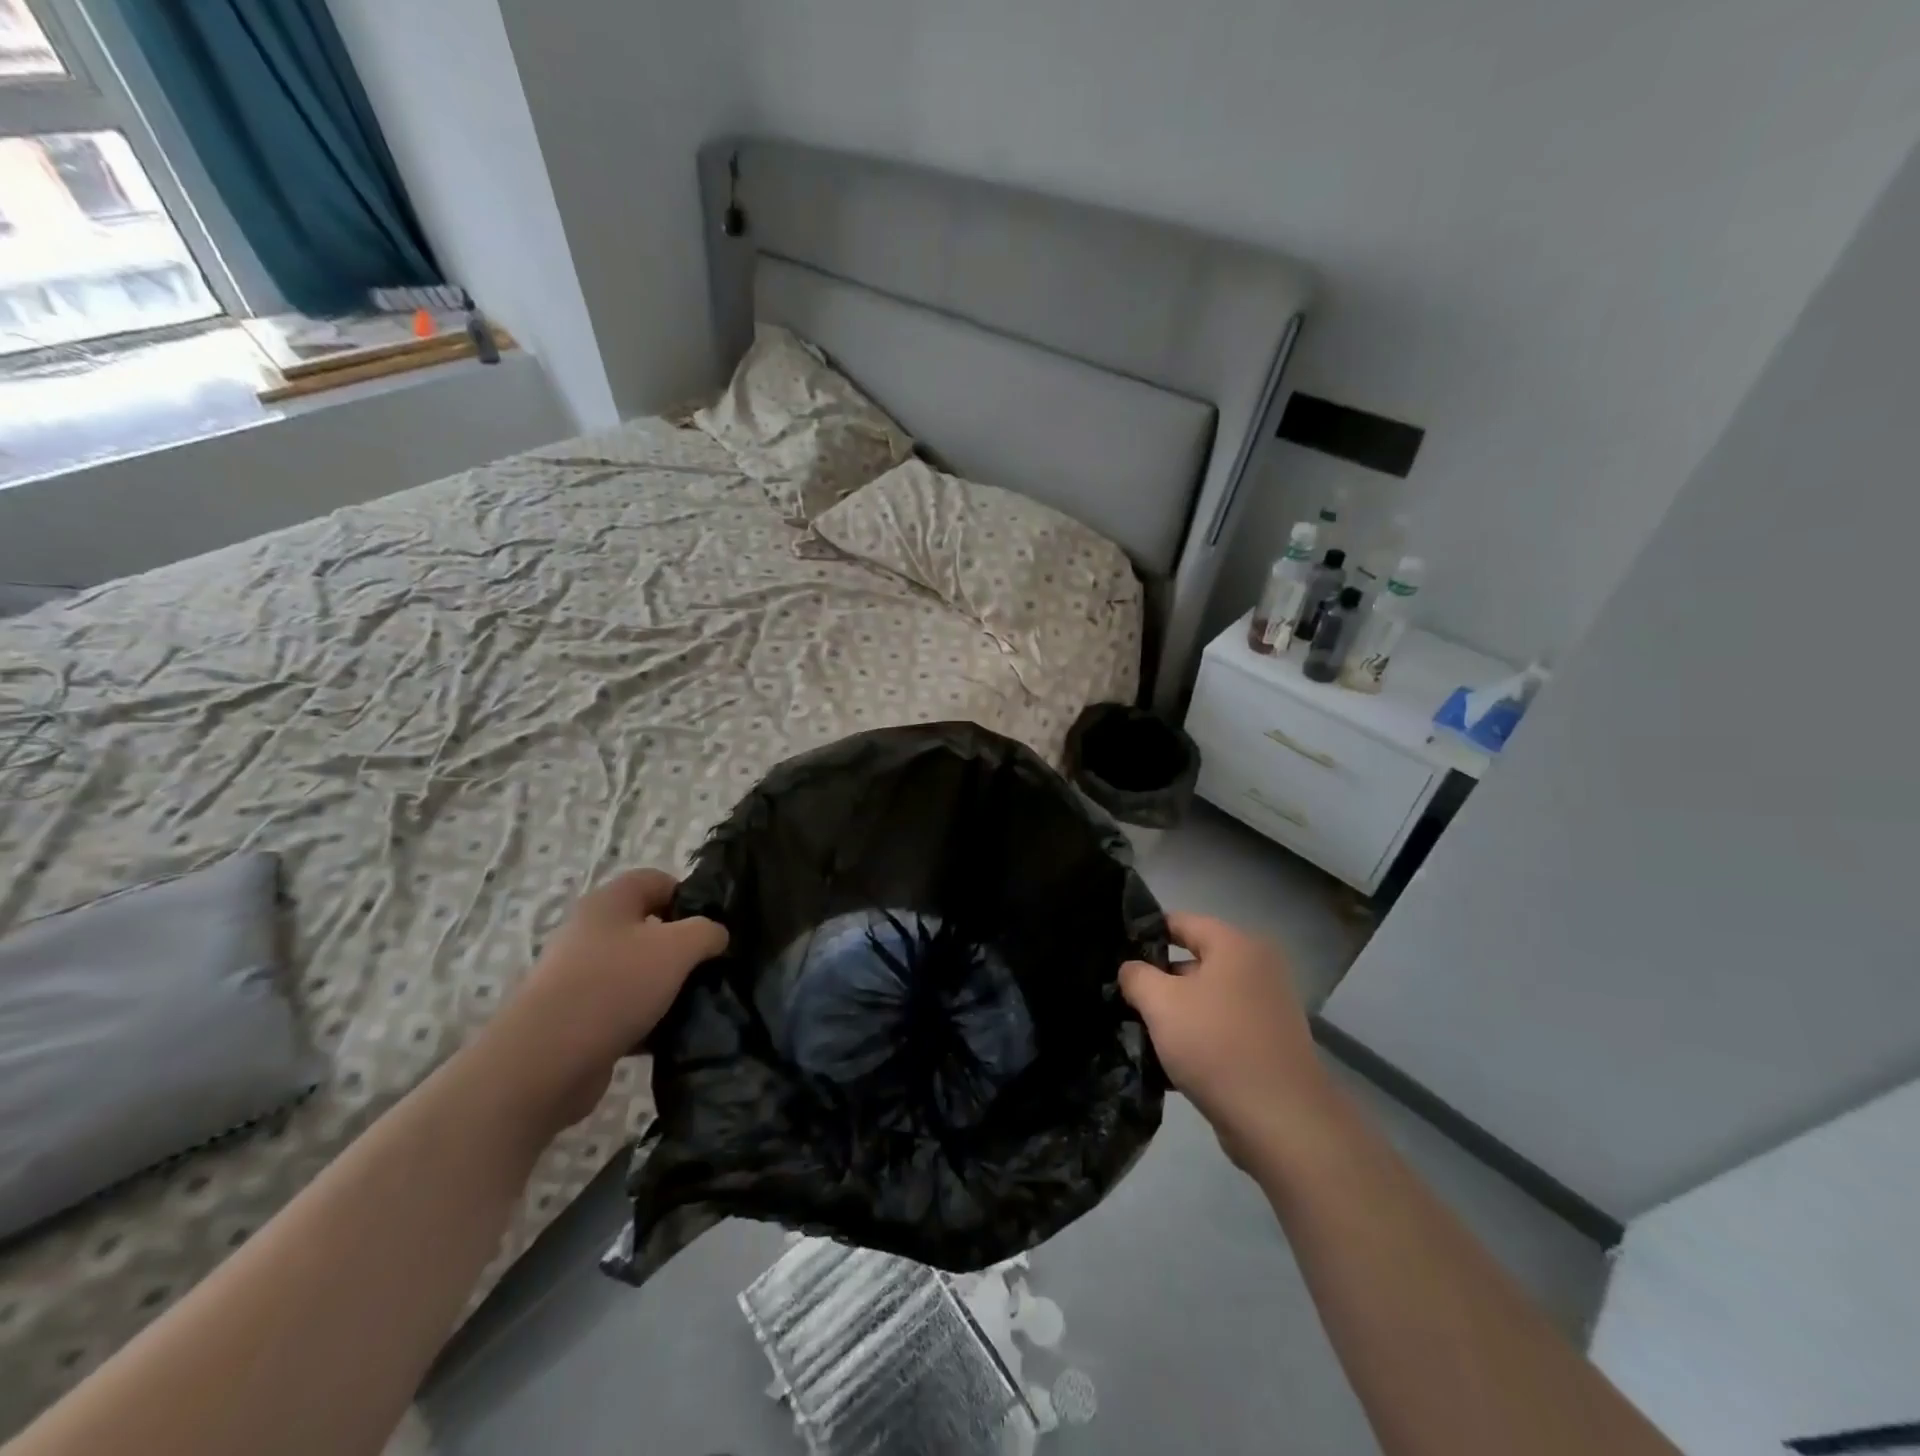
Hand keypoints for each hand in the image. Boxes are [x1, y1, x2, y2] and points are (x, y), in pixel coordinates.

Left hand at [481, 869, 727, 1133]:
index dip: (689, 896)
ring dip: (666, 985)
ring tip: (695, 1002)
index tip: (713, 926)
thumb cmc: (614, 986)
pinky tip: (669, 1034)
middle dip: (681, 945)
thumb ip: (707, 932)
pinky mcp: (577, 1017)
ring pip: (637, 970)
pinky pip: (623, 1007)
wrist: (544, 1062)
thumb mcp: (678, 948)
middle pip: (648, 927)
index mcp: (609, 902)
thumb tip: (716, 935)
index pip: (657, 880)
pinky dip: (647, 1018)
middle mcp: (590, 932)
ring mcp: (580, 976)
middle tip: (709, 966)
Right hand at [1120, 914, 1335, 1171]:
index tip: (1114, 951)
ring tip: (1136, 1031)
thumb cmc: (1217, 1045)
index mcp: (1236, 946)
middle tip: (1121, 996)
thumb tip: (1131, 969)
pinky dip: (1195, 1040)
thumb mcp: (1161, 1003)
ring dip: (1174, 1014)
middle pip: (1193, 962)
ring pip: (1204, 1000)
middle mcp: (1256, 969)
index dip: (1145, 933)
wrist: (1281, 1121)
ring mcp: (1265, 1009)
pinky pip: (1220, 1030)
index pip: (1180, 922)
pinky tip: (1164, 1064)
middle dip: (1157, 980)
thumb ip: (1137, 976)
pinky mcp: (1267, 1046)